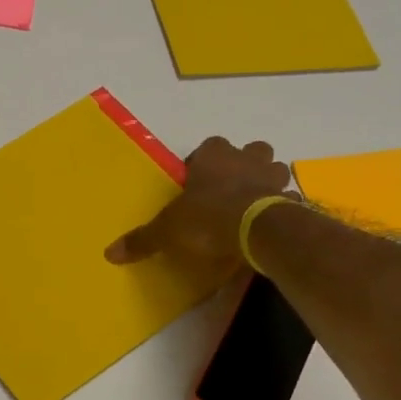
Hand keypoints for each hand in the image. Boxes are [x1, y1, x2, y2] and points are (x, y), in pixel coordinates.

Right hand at [105, 136, 292, 269]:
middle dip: (245, 164)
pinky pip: (289, 199)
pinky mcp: (291, 200)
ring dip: (267, 182)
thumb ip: (142, 239)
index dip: (204, 163)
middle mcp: (245, 159)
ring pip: (275, 169)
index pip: (209, 147)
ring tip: (253, 204)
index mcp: (213, 157)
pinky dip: (283, 208)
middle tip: (230, 188)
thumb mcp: (167, 231)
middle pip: (251, 150)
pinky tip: (271, 225)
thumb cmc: (208, 219)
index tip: (197, 183)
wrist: (257, 231)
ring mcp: (273, 178)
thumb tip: (109, 253)